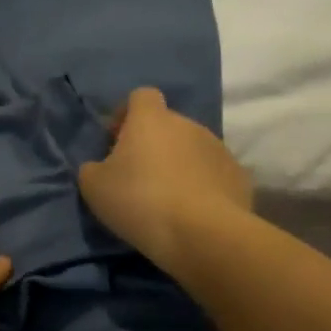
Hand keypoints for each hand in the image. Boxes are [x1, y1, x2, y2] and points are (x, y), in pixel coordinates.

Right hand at [78, 87, 252, 272]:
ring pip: (192, 149)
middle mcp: (188, 124)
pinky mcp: (238, 176)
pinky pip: (214, 174)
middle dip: (153, 144)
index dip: (127, 114)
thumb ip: (92, 168)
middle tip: (139, 177)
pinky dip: (203, 186)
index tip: (116, 141)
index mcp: (151, 119)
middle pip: (167, 125)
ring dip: (179, 165)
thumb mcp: (95, 187)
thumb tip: (100, 167)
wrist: (203, 234)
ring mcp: (218, 148)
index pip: (141, 96)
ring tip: (168, 199)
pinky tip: (194, 212)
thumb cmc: (141, 201)